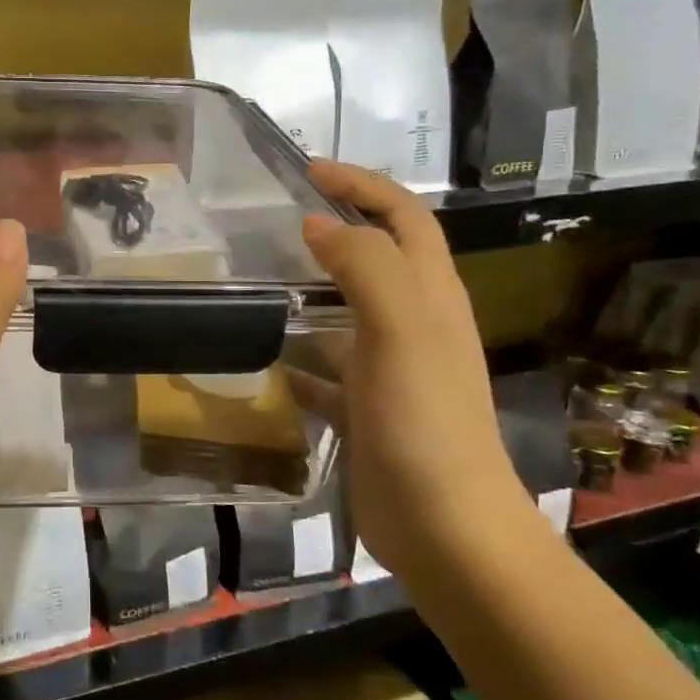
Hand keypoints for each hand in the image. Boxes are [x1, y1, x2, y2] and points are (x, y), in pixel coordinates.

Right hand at [299, 160, 533, 574]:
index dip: (362, 186)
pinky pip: (325, 369)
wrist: (445, 529)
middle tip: (274, 223)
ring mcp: (390, 370)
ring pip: (345, 313)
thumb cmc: (425, 421)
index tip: (308, 170)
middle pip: (376, 259)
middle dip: (334, 230)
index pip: (403, 217)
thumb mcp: (401, 330)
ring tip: (254, 284)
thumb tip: (318, 225)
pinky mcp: (365, 410)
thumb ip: (364, 267)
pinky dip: (297, 358)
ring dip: (308, 293)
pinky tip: (263, 361)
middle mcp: (414, 325)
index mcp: (430, 296)